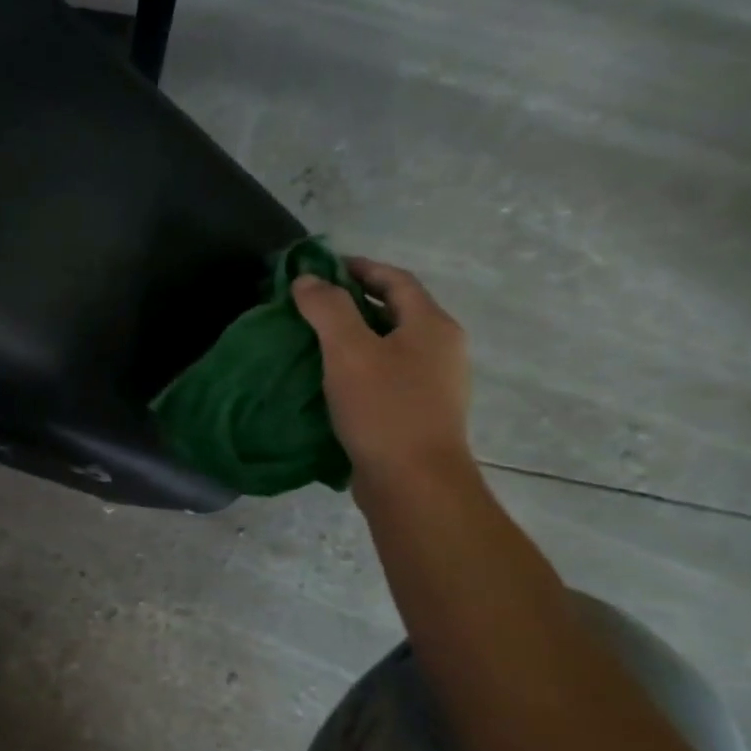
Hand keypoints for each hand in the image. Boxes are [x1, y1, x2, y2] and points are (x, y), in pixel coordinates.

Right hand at [291, 258, 471, 482]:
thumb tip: (308, 280)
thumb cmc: (384, 409)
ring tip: (316, 340)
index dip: (360, 268)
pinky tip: (334, 380)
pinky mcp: (421, 412)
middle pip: (397, 310)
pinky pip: (389, 374)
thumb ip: (327, 309)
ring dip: (357, 335)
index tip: (322, 268)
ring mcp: (435, 383)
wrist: (414, 483)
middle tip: (312, 304)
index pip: (396, 280)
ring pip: (392, 344)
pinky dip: (361, 365)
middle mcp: (442, 348)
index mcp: (432, 325)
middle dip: (355, 302)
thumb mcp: (348, 352)